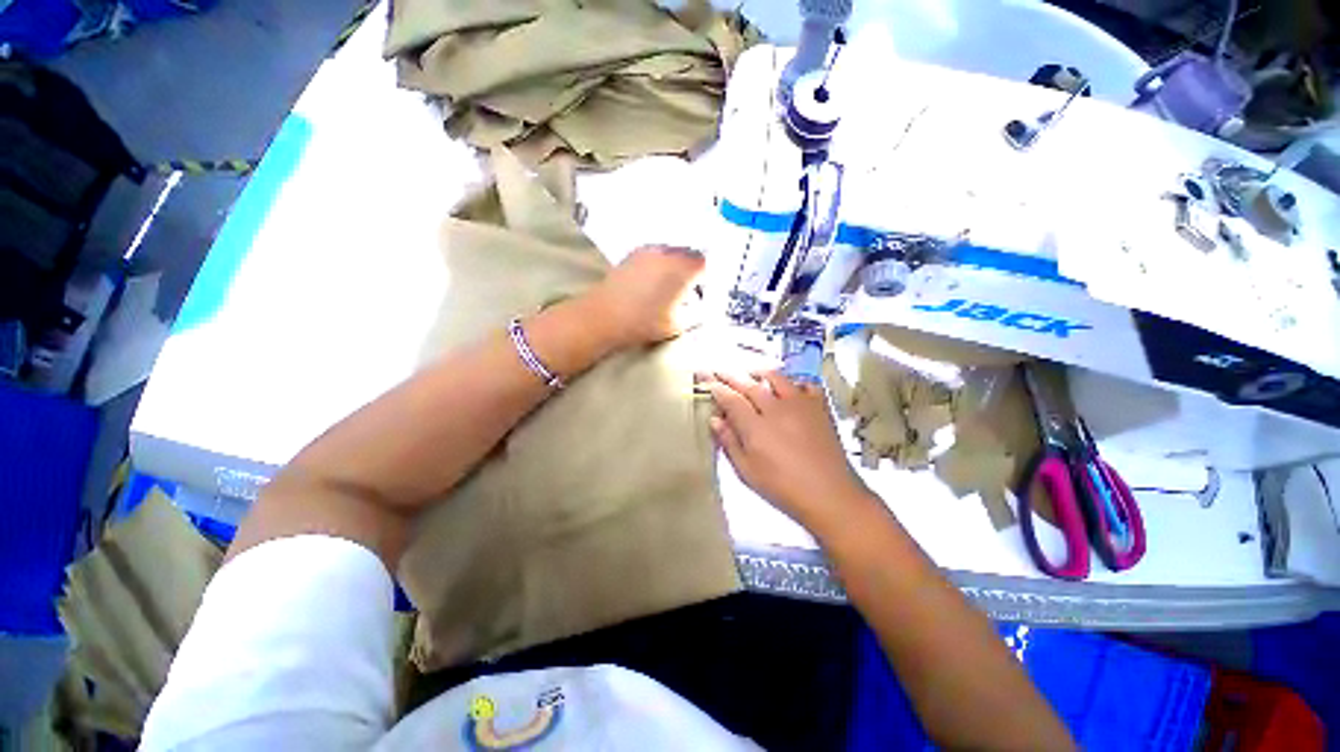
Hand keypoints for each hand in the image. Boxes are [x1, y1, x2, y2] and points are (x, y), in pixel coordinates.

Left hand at [584, 246, 704, 347]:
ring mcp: (650, 250)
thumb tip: (703, 304)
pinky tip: (658, 280)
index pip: (707, 264)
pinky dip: (664, 263)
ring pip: (675, 251)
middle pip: (692, 254)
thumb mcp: (678, 324)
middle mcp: (669, 252)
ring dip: (680, 265)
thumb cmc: (643, 322)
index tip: (709, 290)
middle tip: (696, 288)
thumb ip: (697, 312)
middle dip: (697, 270)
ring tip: (676, 285)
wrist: (604, 316)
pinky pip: (659, 253)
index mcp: (683, 268)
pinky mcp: (635, 253)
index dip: (711, 277)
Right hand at [703, 371, 875, 534]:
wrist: (831, 496)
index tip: (706, 379)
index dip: (716, 388)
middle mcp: (776, 408)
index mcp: (756, 426)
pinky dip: (794, 382)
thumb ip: (729, 442)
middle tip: (718, 370)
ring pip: (776, 377)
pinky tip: (789, 387)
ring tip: (750, 373)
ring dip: (759, 373)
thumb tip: (715, 419)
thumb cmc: (783, 488)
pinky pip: (806, 384)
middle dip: (730, 376)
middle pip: (749, 384)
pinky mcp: (819, 407)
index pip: (730, 399)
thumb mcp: (747, 471)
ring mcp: (800, 404)